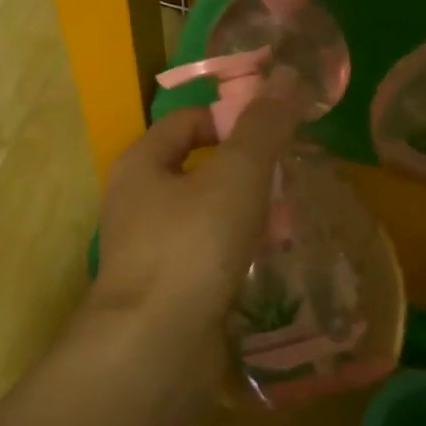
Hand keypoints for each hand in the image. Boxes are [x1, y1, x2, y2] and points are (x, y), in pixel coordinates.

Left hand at [92, 69, 304, 365]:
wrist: (154, 349)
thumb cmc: (192, 246)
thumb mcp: (236, 175)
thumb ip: (264, 127)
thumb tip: (288, 77)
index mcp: (141, 166)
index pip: (186, 122)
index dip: (230, 119)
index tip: (274, 134)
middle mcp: (136, 205)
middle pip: (196, 170)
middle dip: (244, 171)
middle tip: (288, 179)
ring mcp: (149, 253)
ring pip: (204, 218)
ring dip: (243, 215)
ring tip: (286, 221)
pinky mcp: (166, 293)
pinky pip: (206, 259)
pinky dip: (235, 255)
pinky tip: (266, 264)